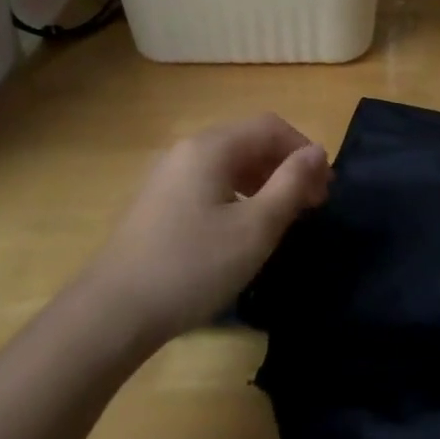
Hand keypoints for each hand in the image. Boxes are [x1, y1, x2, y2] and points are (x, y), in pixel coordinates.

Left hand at [83, 114, 330, 343]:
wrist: (113, 312)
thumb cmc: (193, 266)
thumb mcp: (256, 228)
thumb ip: (291, 185)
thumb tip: (318, 153)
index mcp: (211, 147)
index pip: (270, 126)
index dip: (304, 150)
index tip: (325, 188)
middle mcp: (187, 150)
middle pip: (249, 141)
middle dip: (286, 166)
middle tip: (312, 205)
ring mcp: (168, 176)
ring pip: (229, 164)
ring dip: (264, 181)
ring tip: (284, 217)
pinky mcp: (159, 202)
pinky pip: (210, 183)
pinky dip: (239, 194)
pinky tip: (244, 228)